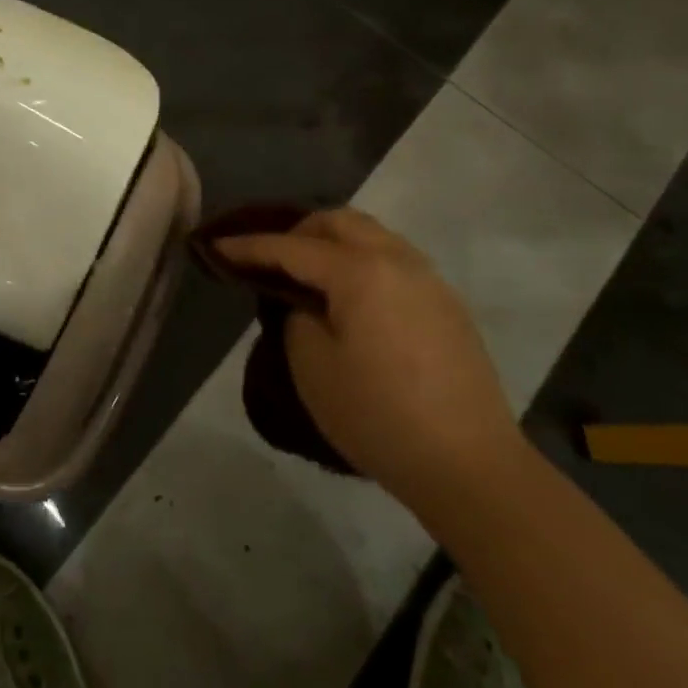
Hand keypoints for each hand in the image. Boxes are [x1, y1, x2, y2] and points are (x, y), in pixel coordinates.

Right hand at [216, 209, 521, 507]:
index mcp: (360, 271)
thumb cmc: (379, 417)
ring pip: (372, 235)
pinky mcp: (447, 305)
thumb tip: (309, 304)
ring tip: (309, 274)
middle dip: (298, 231)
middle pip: (339, 222)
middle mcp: (398, 260)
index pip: (292, 247)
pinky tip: (352, 297)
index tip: (217, 245)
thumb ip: (298, 317)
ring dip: (334, 243)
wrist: (470, 466)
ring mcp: (429, 280)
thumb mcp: (313, 367)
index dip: (250, 246)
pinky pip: (395, 260)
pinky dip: (363, 261)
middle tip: (269, 257)